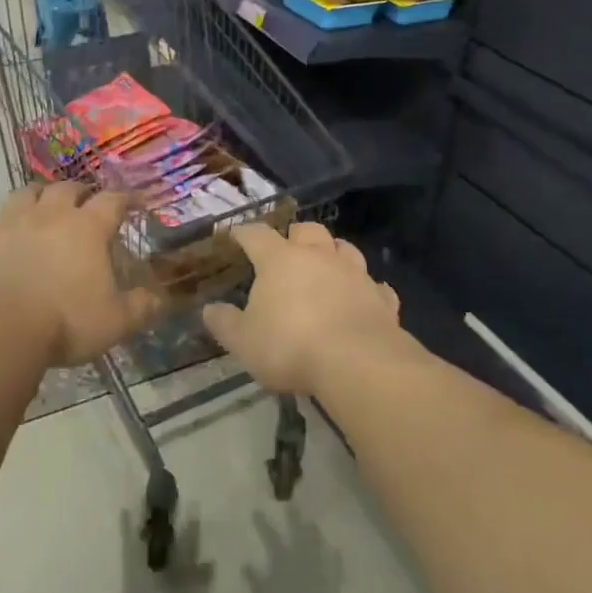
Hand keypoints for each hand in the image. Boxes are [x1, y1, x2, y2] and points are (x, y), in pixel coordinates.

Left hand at [0, 183, 164, 366]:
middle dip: (80, 191)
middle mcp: (50, 214)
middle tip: (85, 201)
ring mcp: (10, 221)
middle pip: (68, 188)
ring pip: (26, 192)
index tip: (134, 202)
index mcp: (88, 228)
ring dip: (37, 193)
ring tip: (41, 201)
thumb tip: (162, 298)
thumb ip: (142, 307)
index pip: (112, 201)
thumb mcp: (115, 322)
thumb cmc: (64, 323)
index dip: (125, 199)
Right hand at [201, 222, 402, 396]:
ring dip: (334, 253)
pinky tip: (364, 297)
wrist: (357, 362)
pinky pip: (375, 285)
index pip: (256, 235)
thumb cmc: (290, 345)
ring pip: (345, 249)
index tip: (235, 235)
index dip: (244, 233)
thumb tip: (210, 309)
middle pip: (307, 230)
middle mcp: (318, 256)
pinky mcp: (381, 299)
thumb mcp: (244, 341)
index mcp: (279, 260)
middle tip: (288, 248)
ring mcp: (354, 274)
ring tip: (327, 265)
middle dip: (296, 235)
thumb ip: (225, 323)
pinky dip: (367, 288)